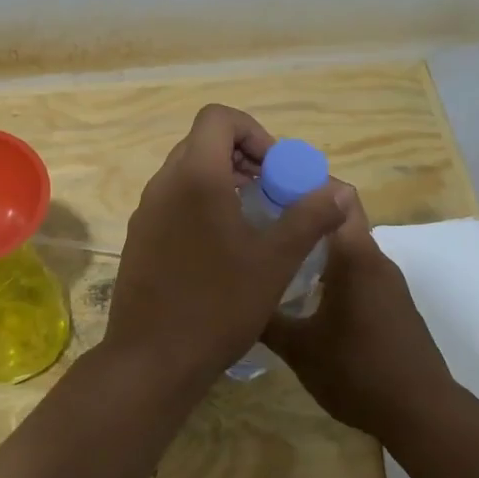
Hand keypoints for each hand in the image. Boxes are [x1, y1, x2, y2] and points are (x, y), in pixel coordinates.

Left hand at [104, 105, 349, 379]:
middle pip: (202, 143)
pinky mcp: (139, 237)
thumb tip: (339, 191)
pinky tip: (223, 248)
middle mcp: (163, 184)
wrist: (152, 359)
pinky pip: (173, 201)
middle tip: (271, 192)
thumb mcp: (274, 261)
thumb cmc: (218, 305)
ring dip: (222, 181)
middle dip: (242, 157)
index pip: (218, 118)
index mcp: (194, 177)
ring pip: (186, 173)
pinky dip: (201, 205)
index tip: (275, 169)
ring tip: (253, 220)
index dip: (253, 132)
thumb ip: (308, 218)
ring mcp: (146, 212)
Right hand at [260, 190, 460, 439]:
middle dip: (301, 214)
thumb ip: (265, 318)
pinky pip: (356, 270)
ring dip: (314, 245)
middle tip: (259, 223)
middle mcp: (374, 259)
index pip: (336, 194)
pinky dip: (330, 269)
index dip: (304, 182)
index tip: (267, 187)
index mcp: (355, 256)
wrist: (423, 414)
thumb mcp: (299, 348)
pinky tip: (303, 293)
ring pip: (346, 246)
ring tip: (274, 255)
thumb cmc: (358, 372)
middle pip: (337, 217)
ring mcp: (387, 282)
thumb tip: (236, 299)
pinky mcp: (392, 303)